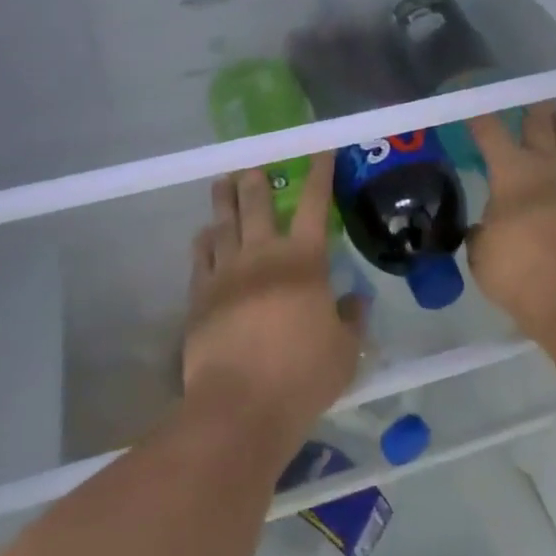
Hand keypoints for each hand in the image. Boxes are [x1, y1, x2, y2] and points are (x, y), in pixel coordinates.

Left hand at [182, 157, 361, 449]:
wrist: (240, 406)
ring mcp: (226, 273)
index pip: (316, 205)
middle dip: (257, 181)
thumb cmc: (303, 376)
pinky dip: (204, 241)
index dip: (321, 174)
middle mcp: (263, 255)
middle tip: (253, 167)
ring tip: (223, 183)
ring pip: (224, 224)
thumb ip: (352, 320)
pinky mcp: (200, 296)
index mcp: (304, 261)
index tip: (321, 150)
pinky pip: (200, 257)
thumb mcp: (345, 351)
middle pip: (258, 204)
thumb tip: (355, 301)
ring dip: (225, 200)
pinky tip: (205, 235)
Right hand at [466, 103, 555, 340]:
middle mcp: (549, 167)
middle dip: (534, 111)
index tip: (473, 107)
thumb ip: (483, 233)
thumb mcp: (482, 254)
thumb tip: (488, 227)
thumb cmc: (521, 270)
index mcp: (513, 171)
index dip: (480, 118)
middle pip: (542, 126)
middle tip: (532, 100)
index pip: (491, 132)